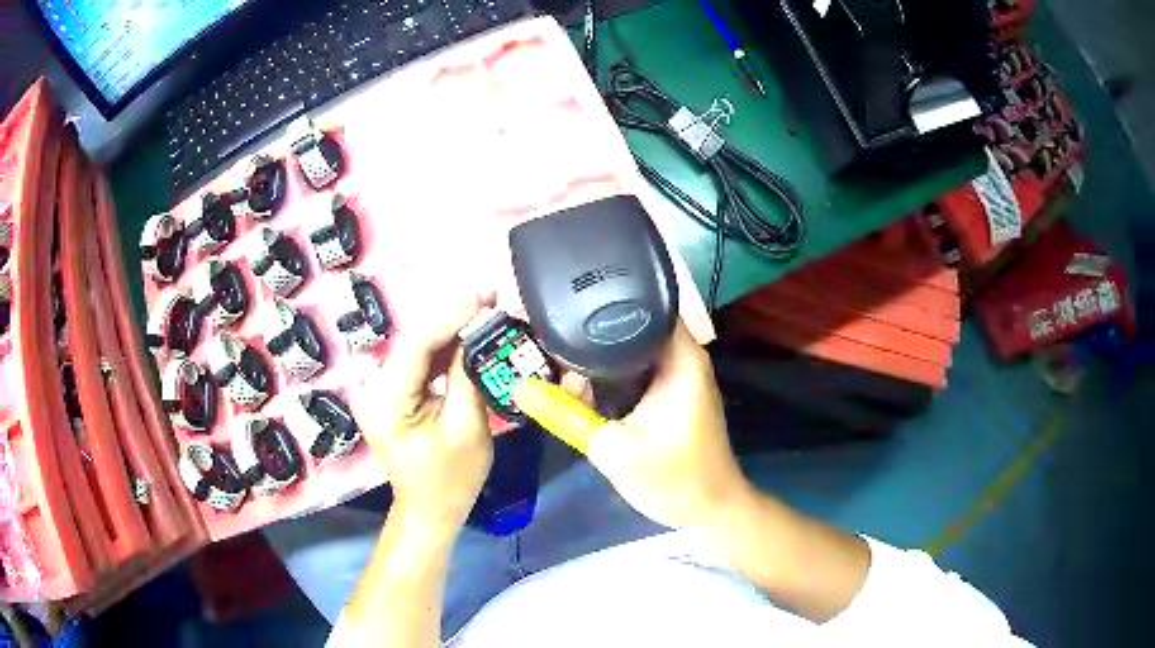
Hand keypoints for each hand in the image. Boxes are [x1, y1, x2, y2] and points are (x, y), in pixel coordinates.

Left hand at [361, 294, 493, 535]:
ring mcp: (382, 390)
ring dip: (452, 329)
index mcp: (388, 401)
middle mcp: (376, 388)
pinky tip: (470, 334)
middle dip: (454, 317)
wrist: (430, 509)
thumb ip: (468, 377)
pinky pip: (421, 362)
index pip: (418, 345)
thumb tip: (479, 334)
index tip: (484, 295)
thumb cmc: (451, 479)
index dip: (451, 315)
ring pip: (419, 347)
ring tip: (486, 309)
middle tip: (491, 297)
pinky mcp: (393, 393)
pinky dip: (446, 348)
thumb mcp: (468, 429)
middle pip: (416, 341)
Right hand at [514, 320, 751, 529]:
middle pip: (632, 321)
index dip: (604, 294)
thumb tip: (518, 386)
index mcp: (680, 357)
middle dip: (590, 324)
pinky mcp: (667, 392)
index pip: (644, 301)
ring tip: (550, 346)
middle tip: (543, 326)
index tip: (562, 298)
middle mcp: (680, 356)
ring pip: (630, 346)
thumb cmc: (675, 479)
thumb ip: (565, 416)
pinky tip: (576, 377)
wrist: (709, 511)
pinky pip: (633, 368)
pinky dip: (607, 372)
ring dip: (597, 350)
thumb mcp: (613, 449)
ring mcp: (675, 374)